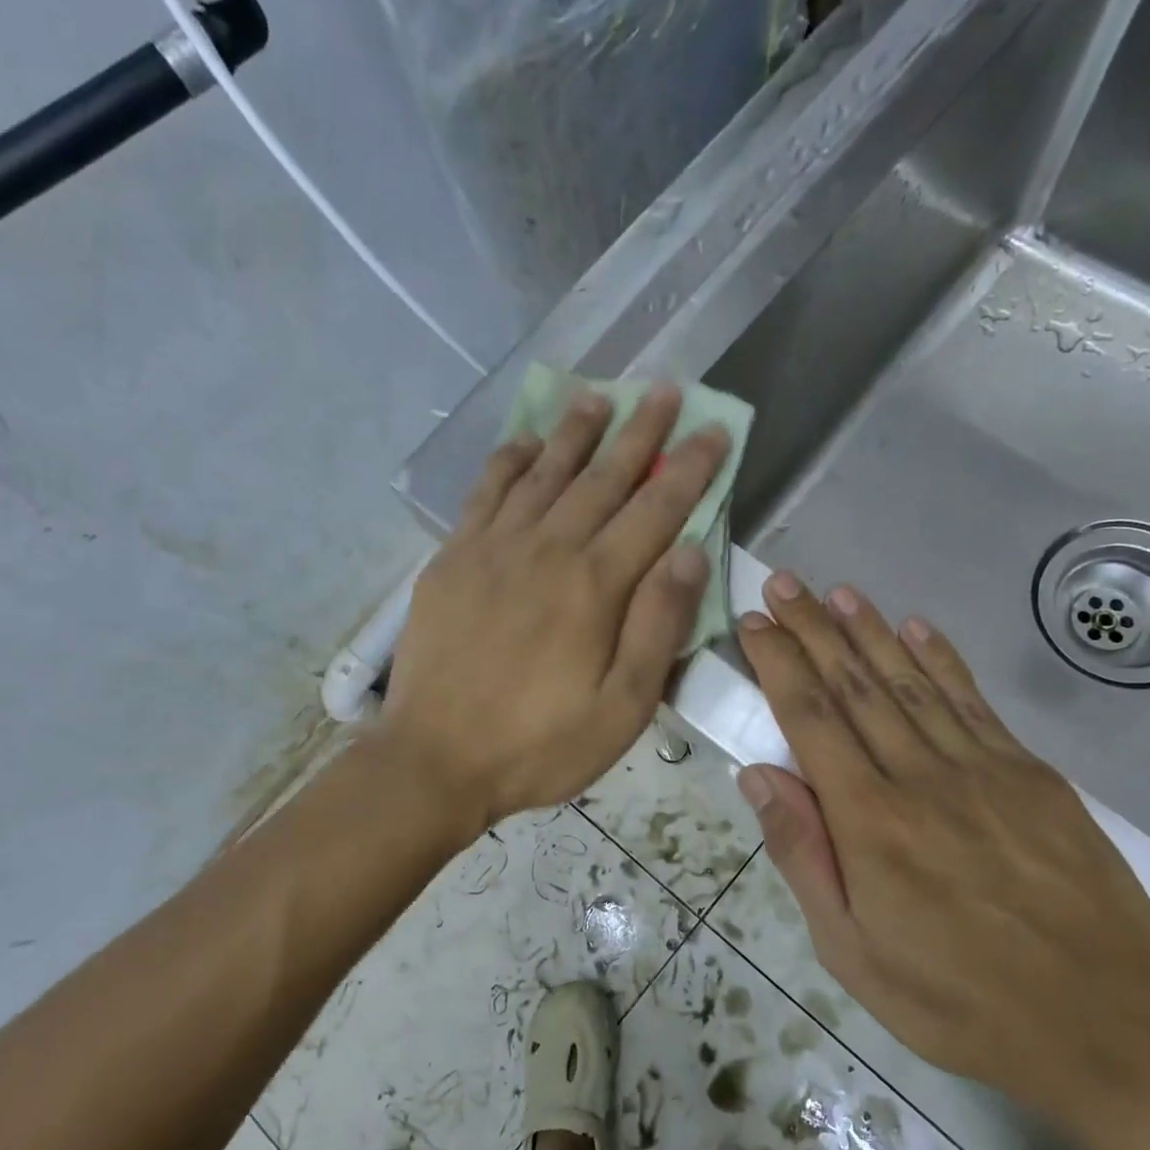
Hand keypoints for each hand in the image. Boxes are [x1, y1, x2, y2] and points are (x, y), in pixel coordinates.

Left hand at [381, 385, 729, 829]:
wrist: (435, 760)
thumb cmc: (540, 745)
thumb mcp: (621, 708)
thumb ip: (658, 626)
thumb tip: (690, 551)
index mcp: (595, 586)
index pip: (656, 510)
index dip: (689, 468)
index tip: (713, 430)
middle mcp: (547, 549)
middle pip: (603, 477)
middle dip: (639, 432)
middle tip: (663, 389)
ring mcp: (493, 549)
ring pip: (544, 473)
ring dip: (575, 432)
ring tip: (598, 397)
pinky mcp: (453, 559)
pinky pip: (485, 493)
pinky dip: (508, 461)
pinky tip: (523, 442)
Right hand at [733, 573, 1149, 1142]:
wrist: (1110, 1031)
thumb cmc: (960, 1003)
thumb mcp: (853, 953)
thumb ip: (804, 856)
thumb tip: (759, 776)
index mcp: (871, 822)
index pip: (811, 719)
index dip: (779, 664)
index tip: (755, 623)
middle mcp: (923, 778)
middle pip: (856, 685)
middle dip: (813, 629)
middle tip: (784, 584)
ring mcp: (985, 770)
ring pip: (912, 682)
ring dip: (870, 631)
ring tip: (837, 592)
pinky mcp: (1034, 776)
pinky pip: (974, 703)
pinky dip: (941, 660)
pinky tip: (917, 628)